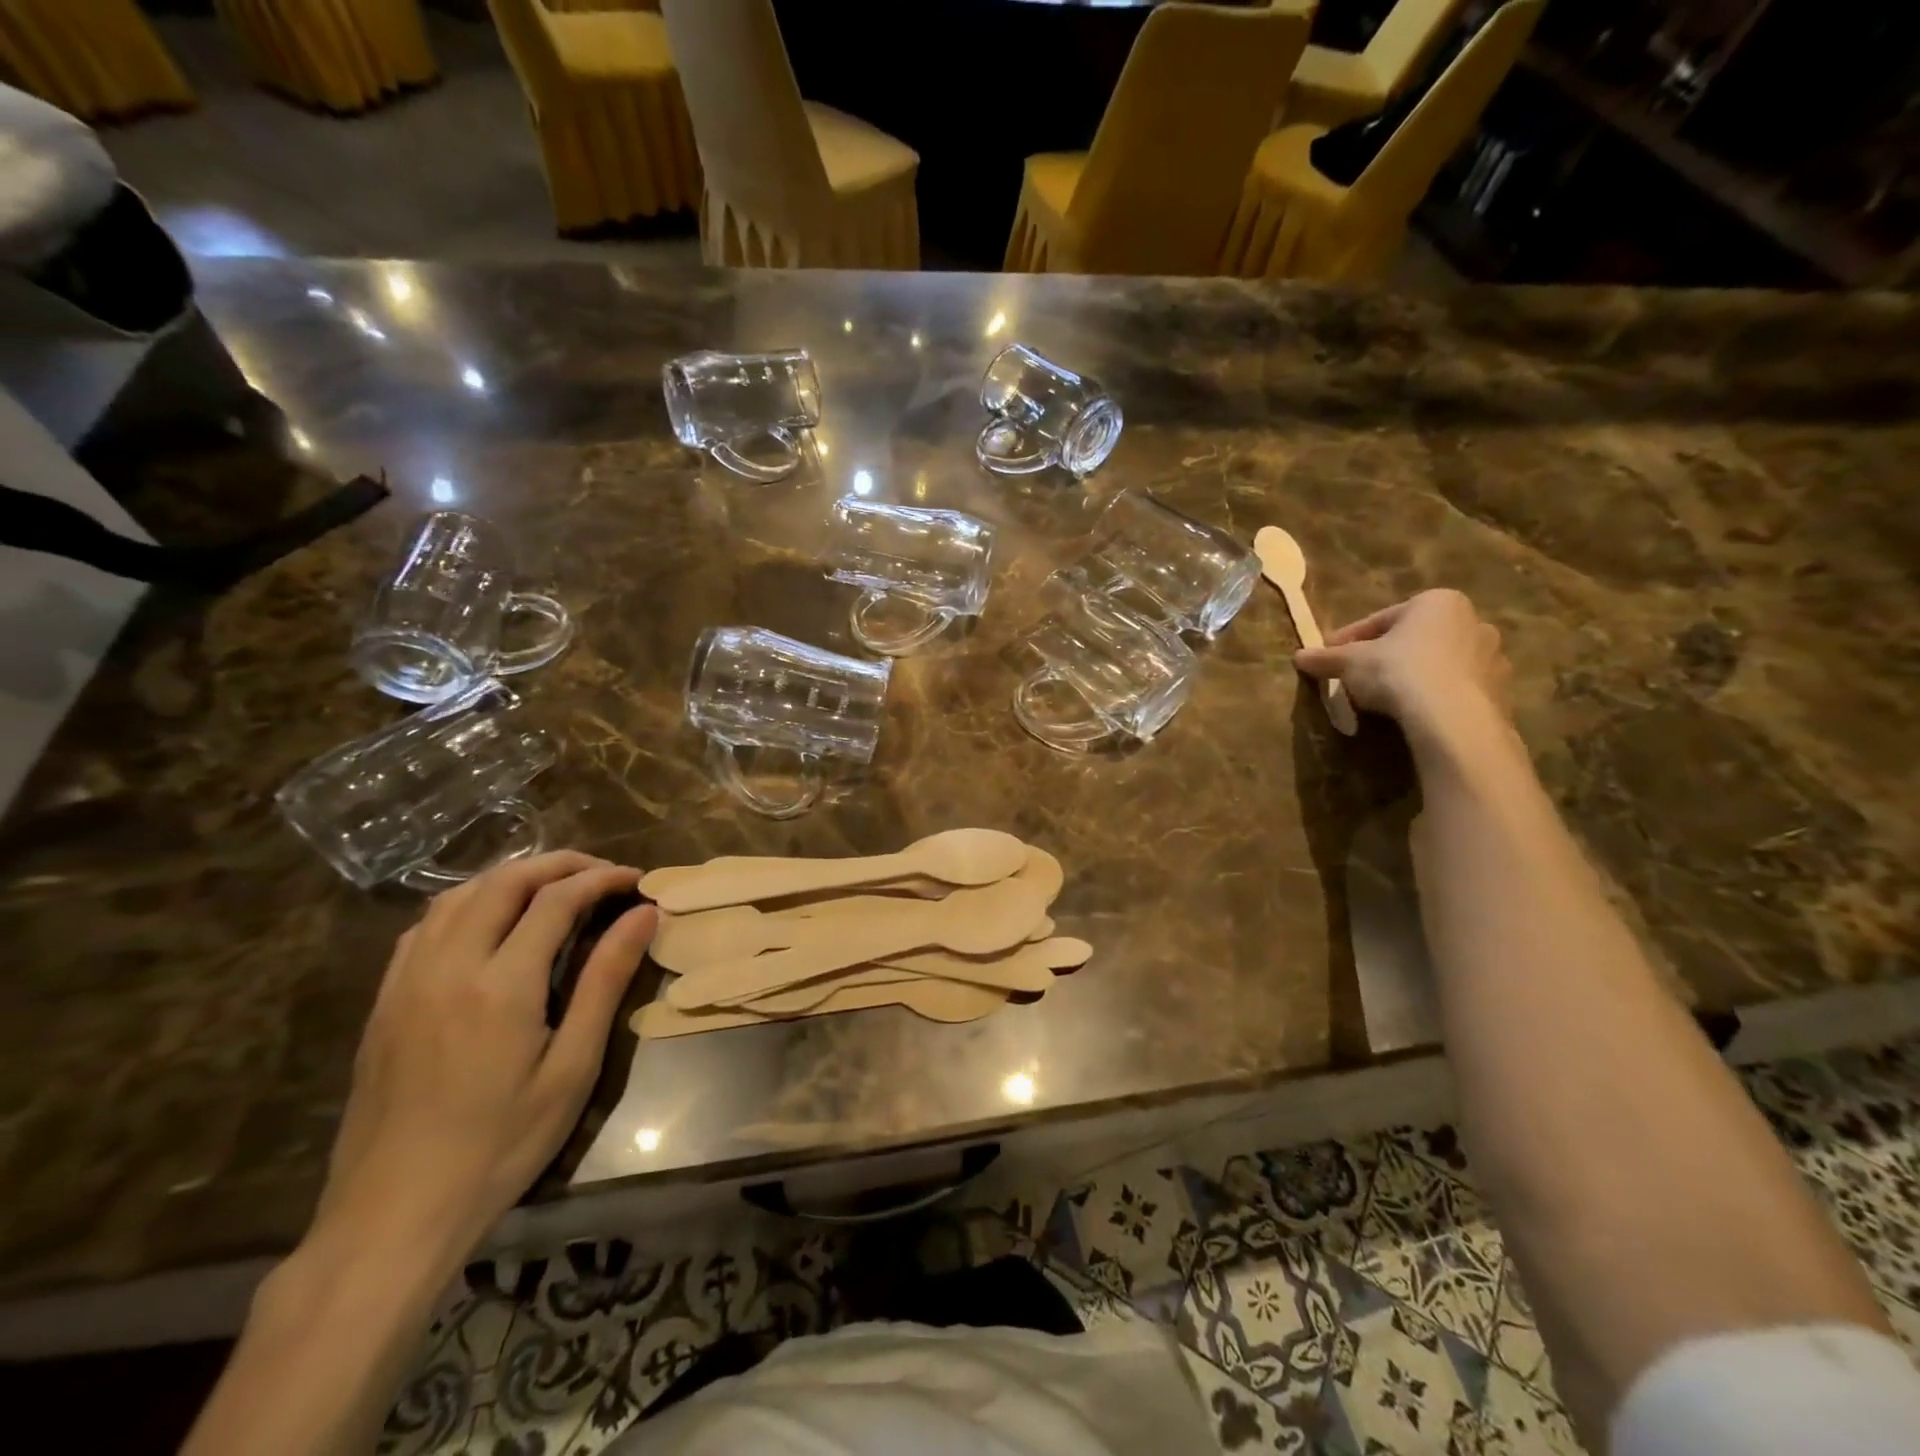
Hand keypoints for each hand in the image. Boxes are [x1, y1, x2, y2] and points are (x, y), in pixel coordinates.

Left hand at [312, 852, 657, 1269]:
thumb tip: (643, 915)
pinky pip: (425, 925)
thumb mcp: (572, 1067)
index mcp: (501, 985)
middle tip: (602, 874)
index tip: (636, 880)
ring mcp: (407, 981)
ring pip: (459, 895)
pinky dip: (468, 903)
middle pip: (505, 882)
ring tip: (554, 887)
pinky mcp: (384, 1000)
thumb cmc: (501, 1145)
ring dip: (512, 877)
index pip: (557, 900)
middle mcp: (449, 966)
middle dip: (560, 865)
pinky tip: (490, 921)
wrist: (393, 1214)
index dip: (601, 880)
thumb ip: (606, 981)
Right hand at [1294, 589, 1511, 744]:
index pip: (1380, 620)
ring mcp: (1492, 657)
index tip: (1329, 658)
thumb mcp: (1350, 663)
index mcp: (1436, 602)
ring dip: (1414, 676)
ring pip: (1439, 663)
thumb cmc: (1398, 672)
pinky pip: (1457, 689)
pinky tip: (1415, 714)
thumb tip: (1298, 656)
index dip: (1349, 640)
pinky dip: (1436, 697)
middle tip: (1358, 678)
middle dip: (1387, 656)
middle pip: (1415, 639)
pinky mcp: (1500, 691)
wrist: (1452, 717)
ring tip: (1386, 700)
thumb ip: (1326, 658)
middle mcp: (1472, 621)